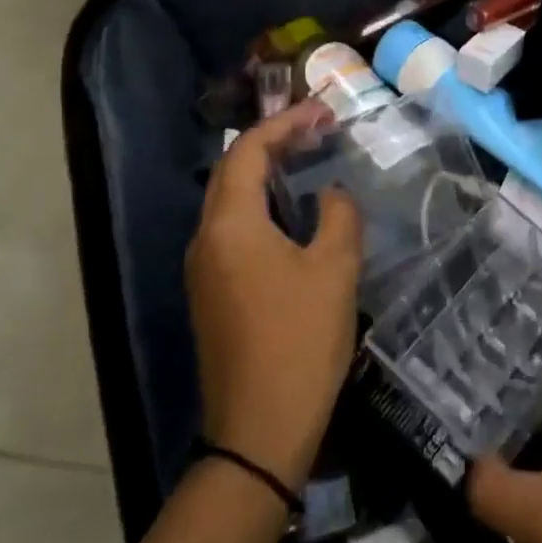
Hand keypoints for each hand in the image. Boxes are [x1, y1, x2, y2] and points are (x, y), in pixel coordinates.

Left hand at [183, 102, 361, 490]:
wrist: (258, 430)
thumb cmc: (299, 341)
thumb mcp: (334, 270)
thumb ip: (338, 215)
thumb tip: (331, 194)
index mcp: (230, 224)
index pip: (249, 151)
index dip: (285, 124)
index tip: (323, 112)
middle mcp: (205, 239)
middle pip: (234, 172)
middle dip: (275, 145)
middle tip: (319, 132)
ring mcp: (203, 270)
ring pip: (232, 203)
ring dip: (268, 177)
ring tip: (310, 165)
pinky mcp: (211, 295)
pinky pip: (234, 232)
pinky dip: (263, 209)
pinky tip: (295, 220)